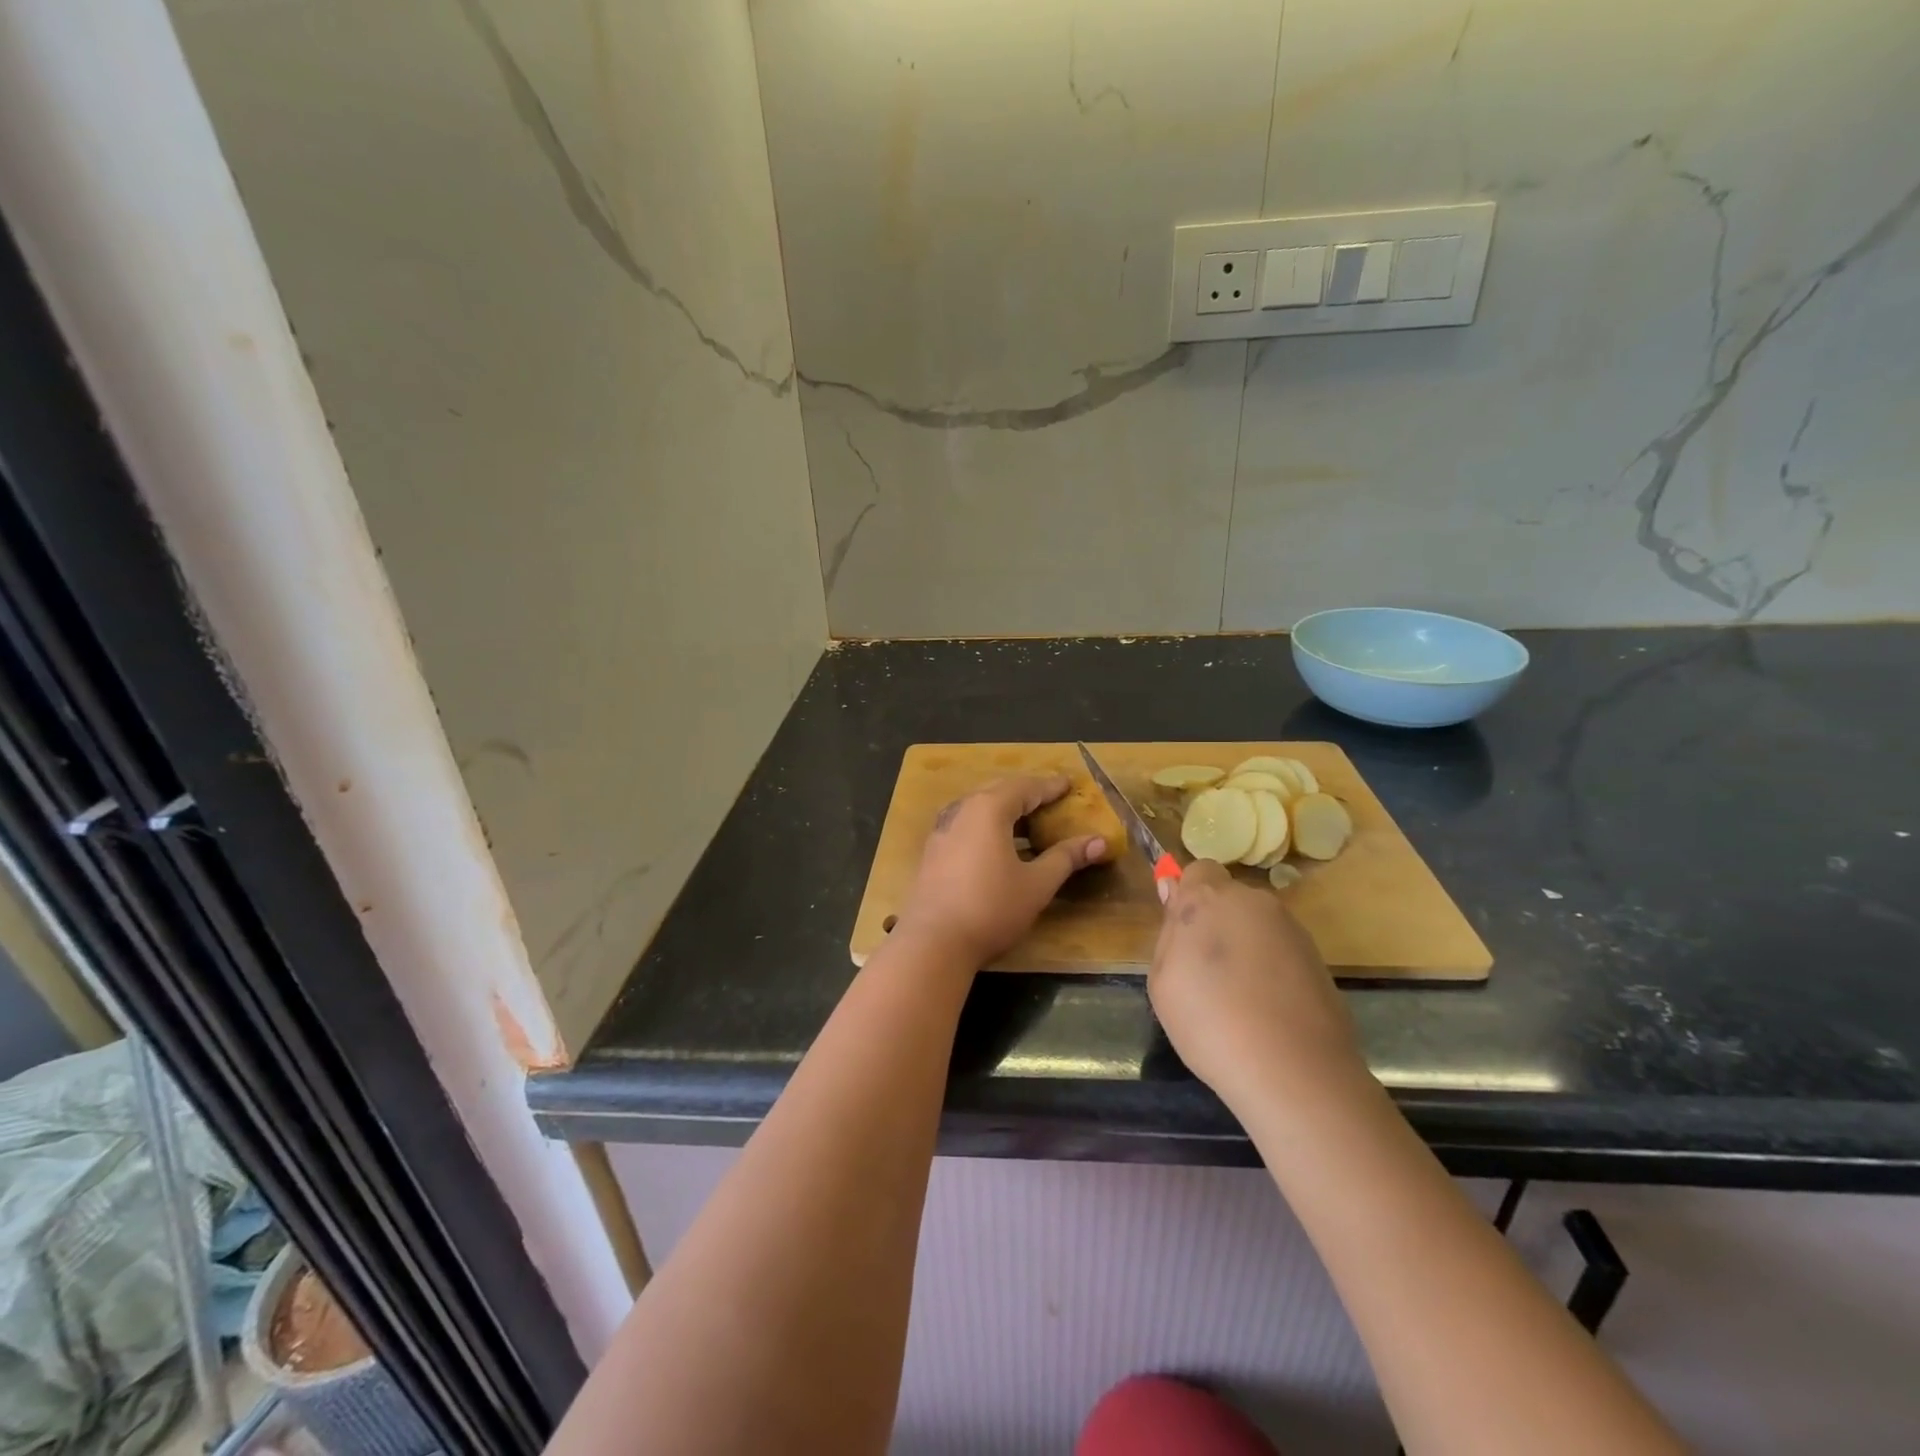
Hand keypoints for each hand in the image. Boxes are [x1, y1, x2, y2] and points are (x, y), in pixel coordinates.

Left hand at [897, 775, 1110, 964]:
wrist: (933, 943)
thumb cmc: (991, 908)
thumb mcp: (1036, 884)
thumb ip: (1066, 858)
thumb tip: (1100, 841)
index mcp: (988, 809)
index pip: (1025, 787)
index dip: (1049, 787)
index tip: (1068, 784)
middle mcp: (962, 810)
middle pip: (998, 791)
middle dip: (1026, 792)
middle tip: (1049, 797)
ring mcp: (942, 830)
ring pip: (977, 806)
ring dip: (1003, 807)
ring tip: (1026, 818)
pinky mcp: (932, 850)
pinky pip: (965, 823)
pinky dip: (986, 823)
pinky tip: (995, 842)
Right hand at [1149, 860, 1363, 1102]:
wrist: (1293, 1071)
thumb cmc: (1209, 1022)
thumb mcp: (1162, 982)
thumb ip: (1169, 934)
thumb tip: (1174, 895)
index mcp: (1208, 899)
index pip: (1198, 871)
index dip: (1188, 897)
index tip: (1182, 934)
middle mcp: (1253, 902)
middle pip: (1229, 899)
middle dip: (1217, 923)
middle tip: (1206, 972)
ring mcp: (1291, 929)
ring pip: (1257, 926)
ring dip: (1246, 946)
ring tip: (1239, 998)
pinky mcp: (1318, 959)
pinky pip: (1281, 952)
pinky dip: (1272, 970)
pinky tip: (1267, 1010)